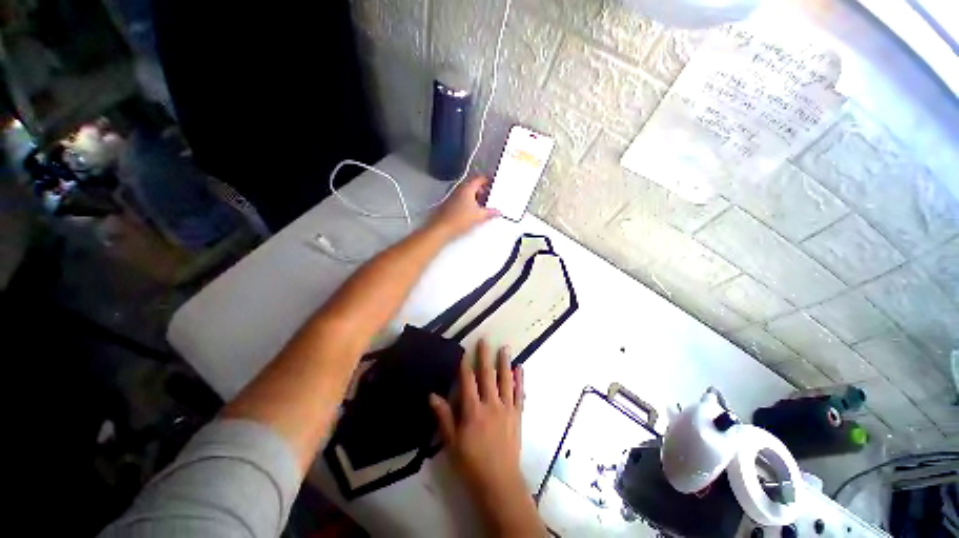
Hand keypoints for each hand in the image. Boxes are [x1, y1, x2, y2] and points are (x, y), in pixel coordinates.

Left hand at [428, 177, 499, 238]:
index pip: (479, 178)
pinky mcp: (449, 204)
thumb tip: (497, 212)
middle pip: (473, 185)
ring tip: (482, 206)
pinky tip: (471, 212)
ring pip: (467, 193)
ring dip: (475, 197)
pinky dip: (468, 202)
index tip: (493, 184)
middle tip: (489, 196)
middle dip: (482, 190)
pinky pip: (461, 199)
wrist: (441, 228)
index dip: (488, 180)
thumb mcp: (479, 216)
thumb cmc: (458, 219)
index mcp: (467, 188)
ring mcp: (453, 196)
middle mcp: (459, 189)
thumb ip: (490, 212)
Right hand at [430, 340, 543, 536]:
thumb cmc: (471, 463)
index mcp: (473, 410)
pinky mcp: (517, 415)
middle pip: (487, 375)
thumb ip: (444, 417)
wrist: (499, 482)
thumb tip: (433, 395)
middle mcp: (491, 404)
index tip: (464, 351)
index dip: (465, 365)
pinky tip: (520, 368)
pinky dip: (520, 380)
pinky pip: (520, 393)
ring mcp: (506, 408)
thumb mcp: (452, 442)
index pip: (468, 381)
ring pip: (506, 380)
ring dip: (505, 362)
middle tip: (485, 340)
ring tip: (504, 348)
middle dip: (485, 356)